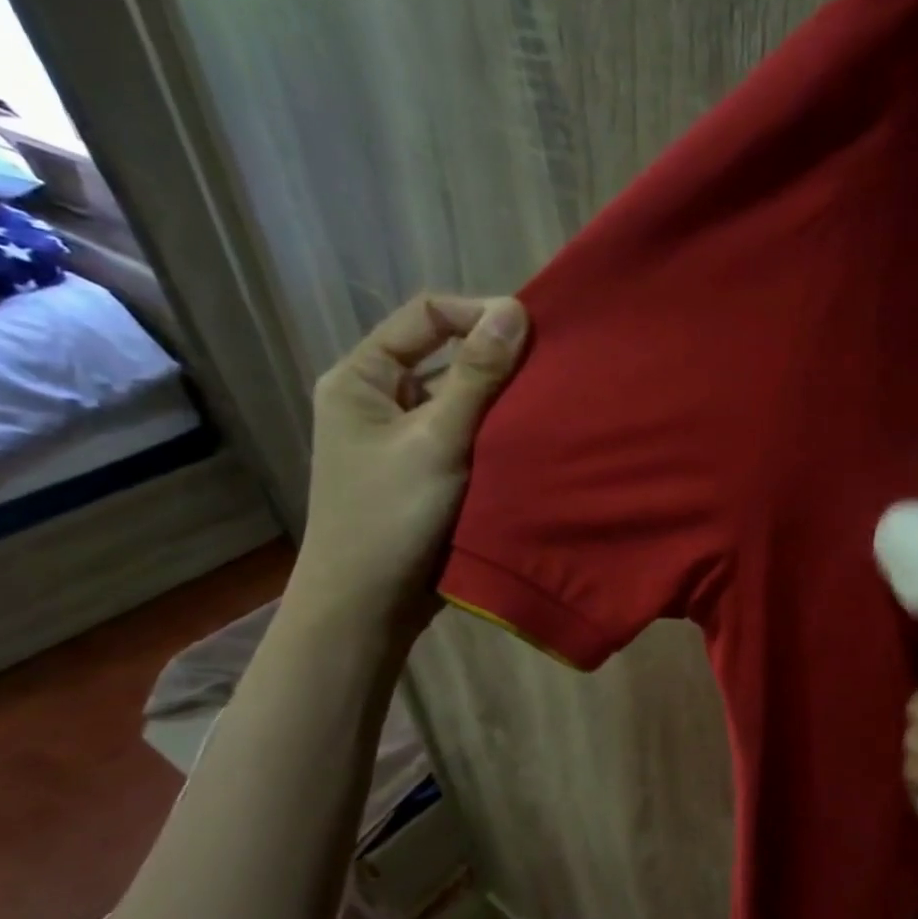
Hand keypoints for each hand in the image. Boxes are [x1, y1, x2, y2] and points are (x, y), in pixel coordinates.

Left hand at [290, 293, 527, 641]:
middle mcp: (381, 399)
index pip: (426, 317)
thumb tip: (514, 311)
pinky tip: (537, 439)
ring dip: (503, 401)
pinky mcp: (430, 472)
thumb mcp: (437, 440)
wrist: (368, 607)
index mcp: (362, 377)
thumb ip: (477, 376)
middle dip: (498, 360)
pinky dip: (499, 435)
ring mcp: (405, 438)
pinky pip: (470, 437)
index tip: (534, 331)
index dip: (479, 314)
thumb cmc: (392, 516)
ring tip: (554, 403)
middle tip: (554, 368)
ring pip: (463, 400)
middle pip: (446, 356)